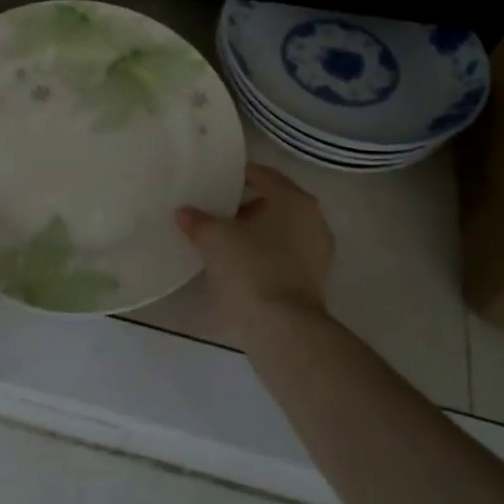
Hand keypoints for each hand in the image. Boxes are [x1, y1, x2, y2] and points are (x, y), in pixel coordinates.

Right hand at [176, 162, 334, 325]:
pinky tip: (243, 263)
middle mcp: (313, 218)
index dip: (239, 175)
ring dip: (258, 231)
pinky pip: (287, 254)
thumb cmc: (251, 268)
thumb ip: (198, 220)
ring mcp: (319, 251)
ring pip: (283, 229)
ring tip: (226, 239)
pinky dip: (268, 253)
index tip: (218, 180)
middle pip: (275, 202)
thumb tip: (184, 212)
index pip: (264, 175)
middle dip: (247, 205)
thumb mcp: (215, 239)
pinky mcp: (316, 279)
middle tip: (218, 211)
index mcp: (293, 199)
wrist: (283, 328)